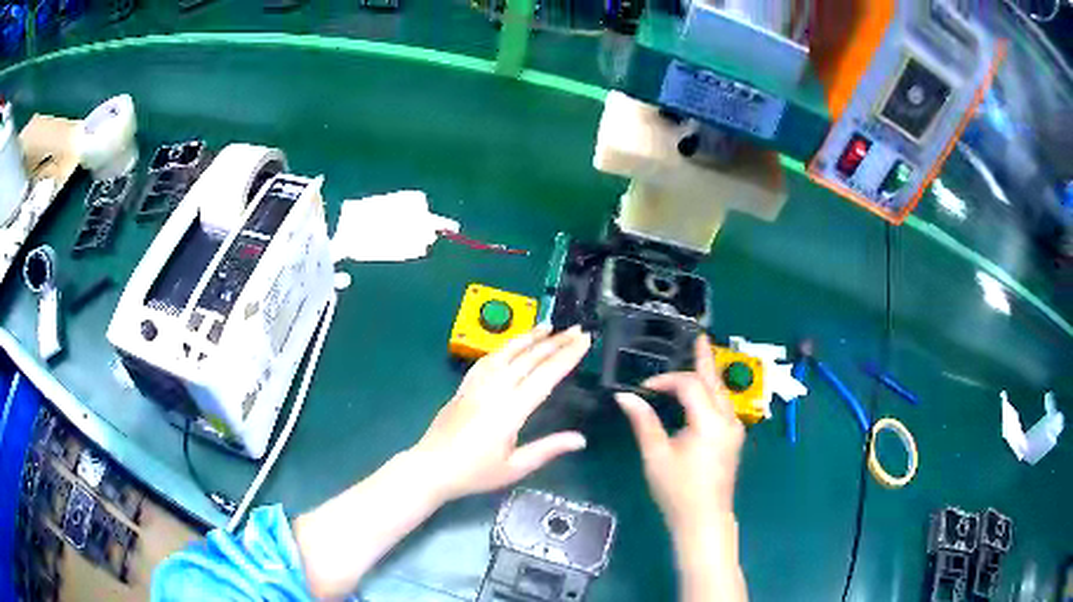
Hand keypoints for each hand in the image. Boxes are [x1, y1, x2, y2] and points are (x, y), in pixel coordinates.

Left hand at [413, 326, 591, 502]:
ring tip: (548, 326)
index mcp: (510, 410)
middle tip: (576, 329)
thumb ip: (548, 449)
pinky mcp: (464, 387)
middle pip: (529, 359)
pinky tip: (511, 346)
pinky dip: (503, 348)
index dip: (567, 356)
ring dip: (528, 338)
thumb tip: (581, 439)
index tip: (585, 341)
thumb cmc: (475, 473)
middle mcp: (494, 390)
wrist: (430, 468)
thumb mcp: (515, 468)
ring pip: (506, 353)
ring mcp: (476, 385)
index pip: (546, 376)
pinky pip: (486, 360)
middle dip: (555, 342)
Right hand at [615, 334, 744, 534]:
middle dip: (704, 359)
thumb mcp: (656, 456)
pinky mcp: (733, 438)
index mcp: (709, 422)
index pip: (690, 386)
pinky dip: (711, 393)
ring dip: (708, 376)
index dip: (667, 381)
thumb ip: (644, 422)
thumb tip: (624, 396)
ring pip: (721, 393)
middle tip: (697, 336)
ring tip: (699, 356)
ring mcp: (734, 429)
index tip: (644, 389)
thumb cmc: (677, 490)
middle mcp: (728, 420)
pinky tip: (702, 391)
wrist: (704, 519)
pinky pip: (723, 406)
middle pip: (714, 382)